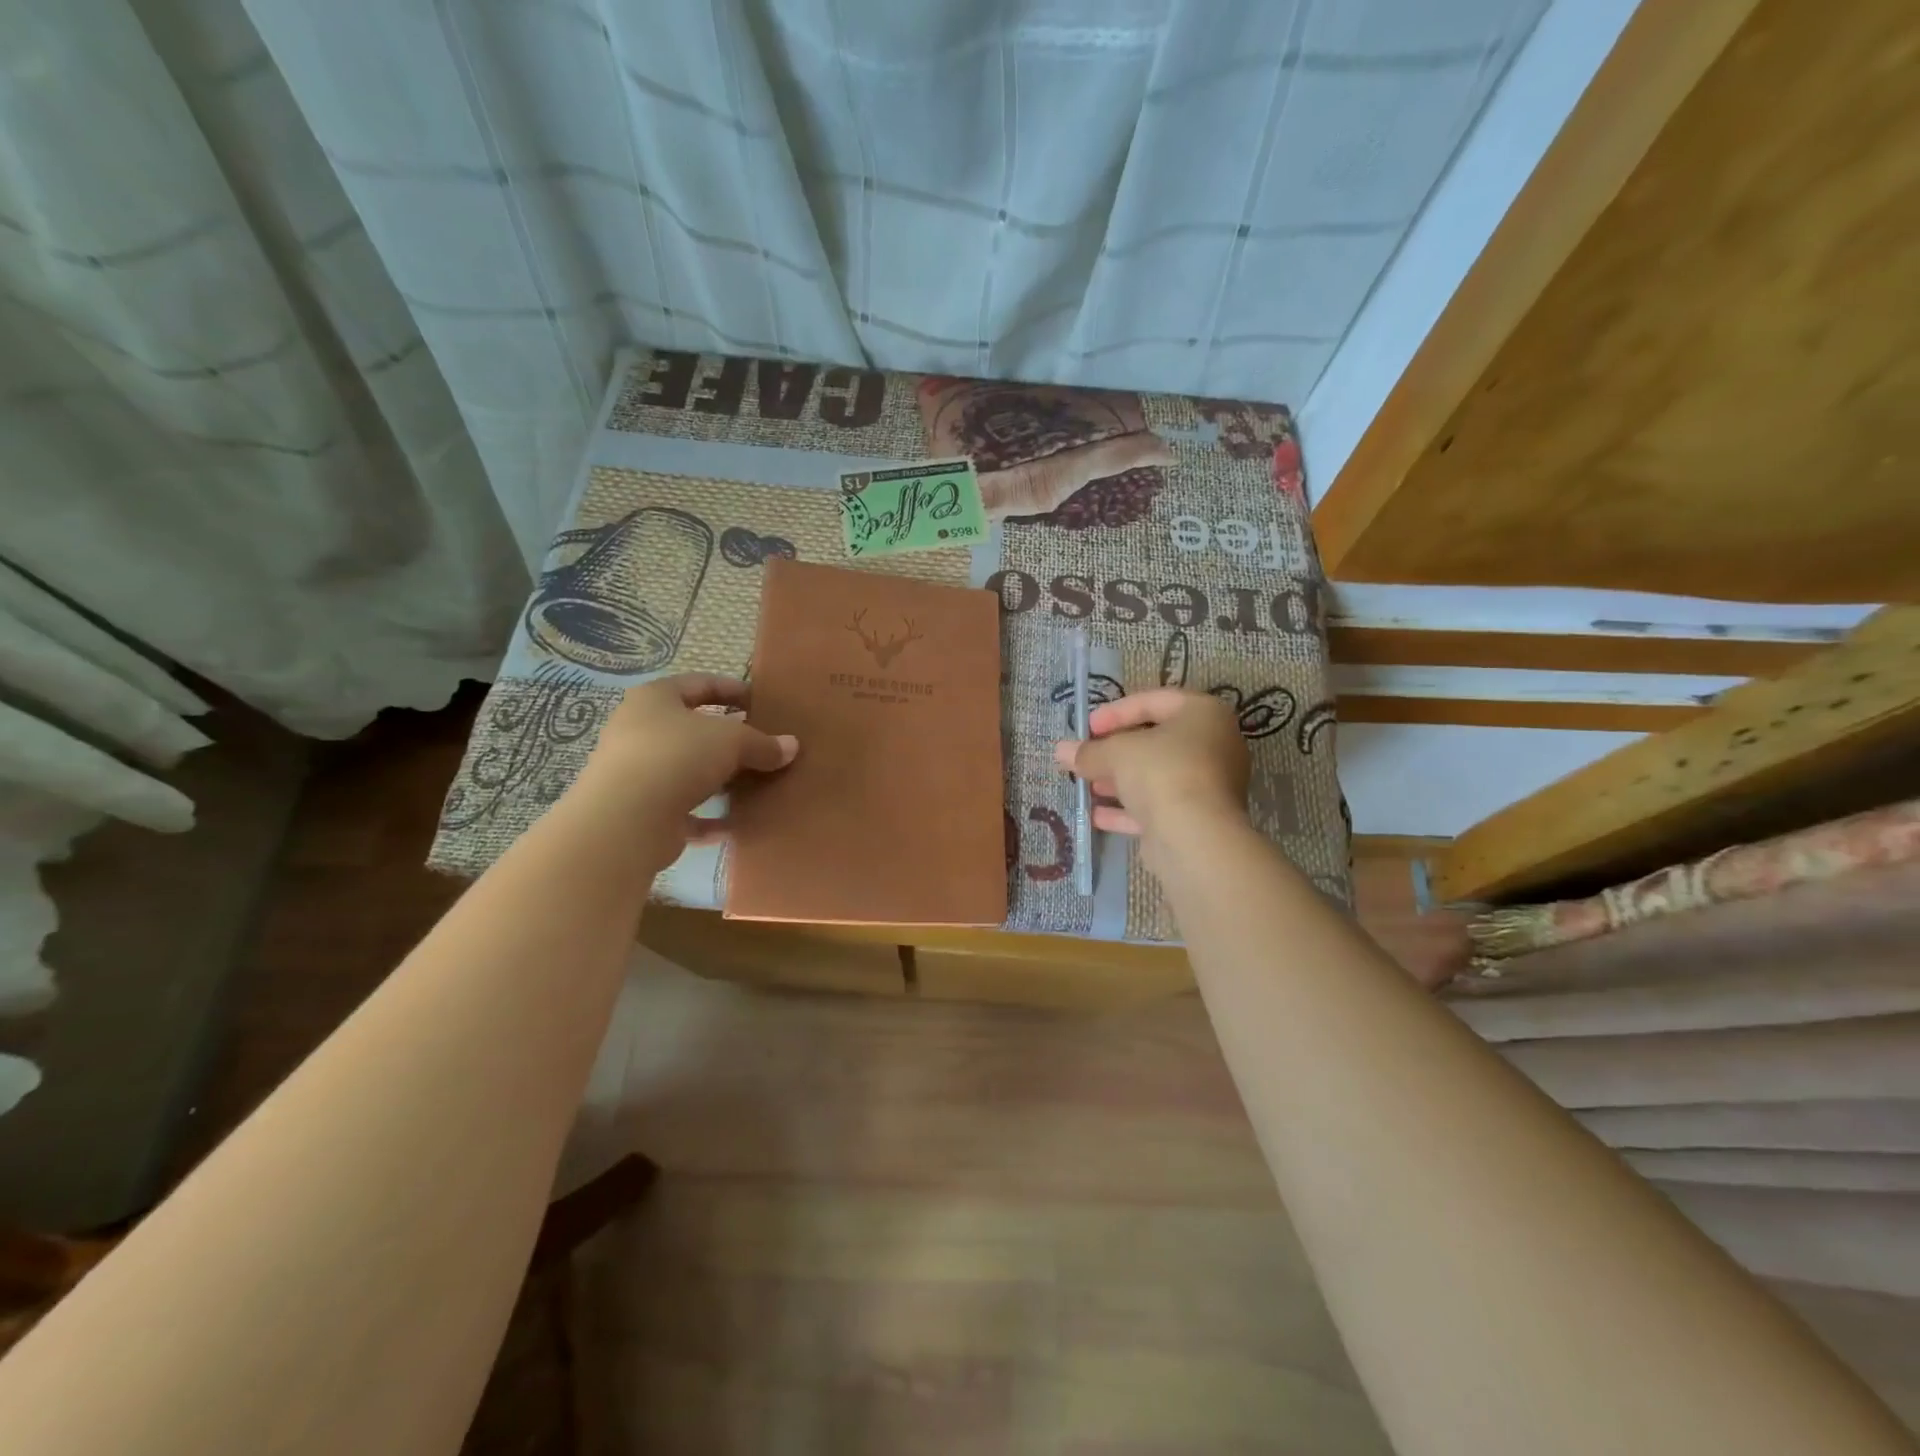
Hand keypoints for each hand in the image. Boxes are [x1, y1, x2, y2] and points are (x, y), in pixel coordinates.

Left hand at [568, 673, 797, 862]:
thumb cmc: (678, 757)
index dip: (732, 690)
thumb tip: (791, 746)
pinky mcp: (641, 814)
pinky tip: (736, 825)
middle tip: (763, 746)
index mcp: (654, 699)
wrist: (626, 820)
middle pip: (692, 730)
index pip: (698, 685)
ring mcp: (637, 775)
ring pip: (687, 772)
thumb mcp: (732, 740)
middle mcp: (639, 732)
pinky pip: (684, 813)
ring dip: (719, 780)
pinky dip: (709, 819)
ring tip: (756, 784)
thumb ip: (762, 743)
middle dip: (728, 739)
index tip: (762, 703)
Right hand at [1053, 688, 1248, 865]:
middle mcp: (1215, 745)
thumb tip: (1061, 750)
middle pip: (1156, 741)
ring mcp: (1210, 784)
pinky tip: (1096, 815)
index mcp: (1204, 714)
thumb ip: (1089, 751)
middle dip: (1114, 751)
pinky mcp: (1200, 818)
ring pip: (1157, 776)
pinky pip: (1160, 805)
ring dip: (1119, 781)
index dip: (1116, 711)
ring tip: (1085, 786)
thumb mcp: (1117, 753)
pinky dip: (1129, 808)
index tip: (1087, 727)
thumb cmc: (1161, 773)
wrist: (1195, 837)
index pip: (1154, 701)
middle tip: (1085, 757)